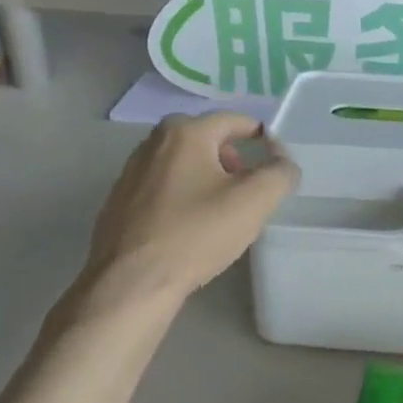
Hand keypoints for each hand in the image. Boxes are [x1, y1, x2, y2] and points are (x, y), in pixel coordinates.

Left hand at [77, 113, 297, 304]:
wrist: (131, 283)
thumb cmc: (196, 234)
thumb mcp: (254, 201)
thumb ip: (279, 172)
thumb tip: (282, 161)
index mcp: (185, 132)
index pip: (235, 120)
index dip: (262, 138)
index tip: (275, 164)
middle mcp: (153, 142)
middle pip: (207, 139)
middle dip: (233, 159)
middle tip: (248, 189)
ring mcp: (131, 171)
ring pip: (183, 163)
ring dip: (207, 178)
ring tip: (222, 212)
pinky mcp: (119, 201)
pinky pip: (163, 187)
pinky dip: (183, 197)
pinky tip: (190, 228)